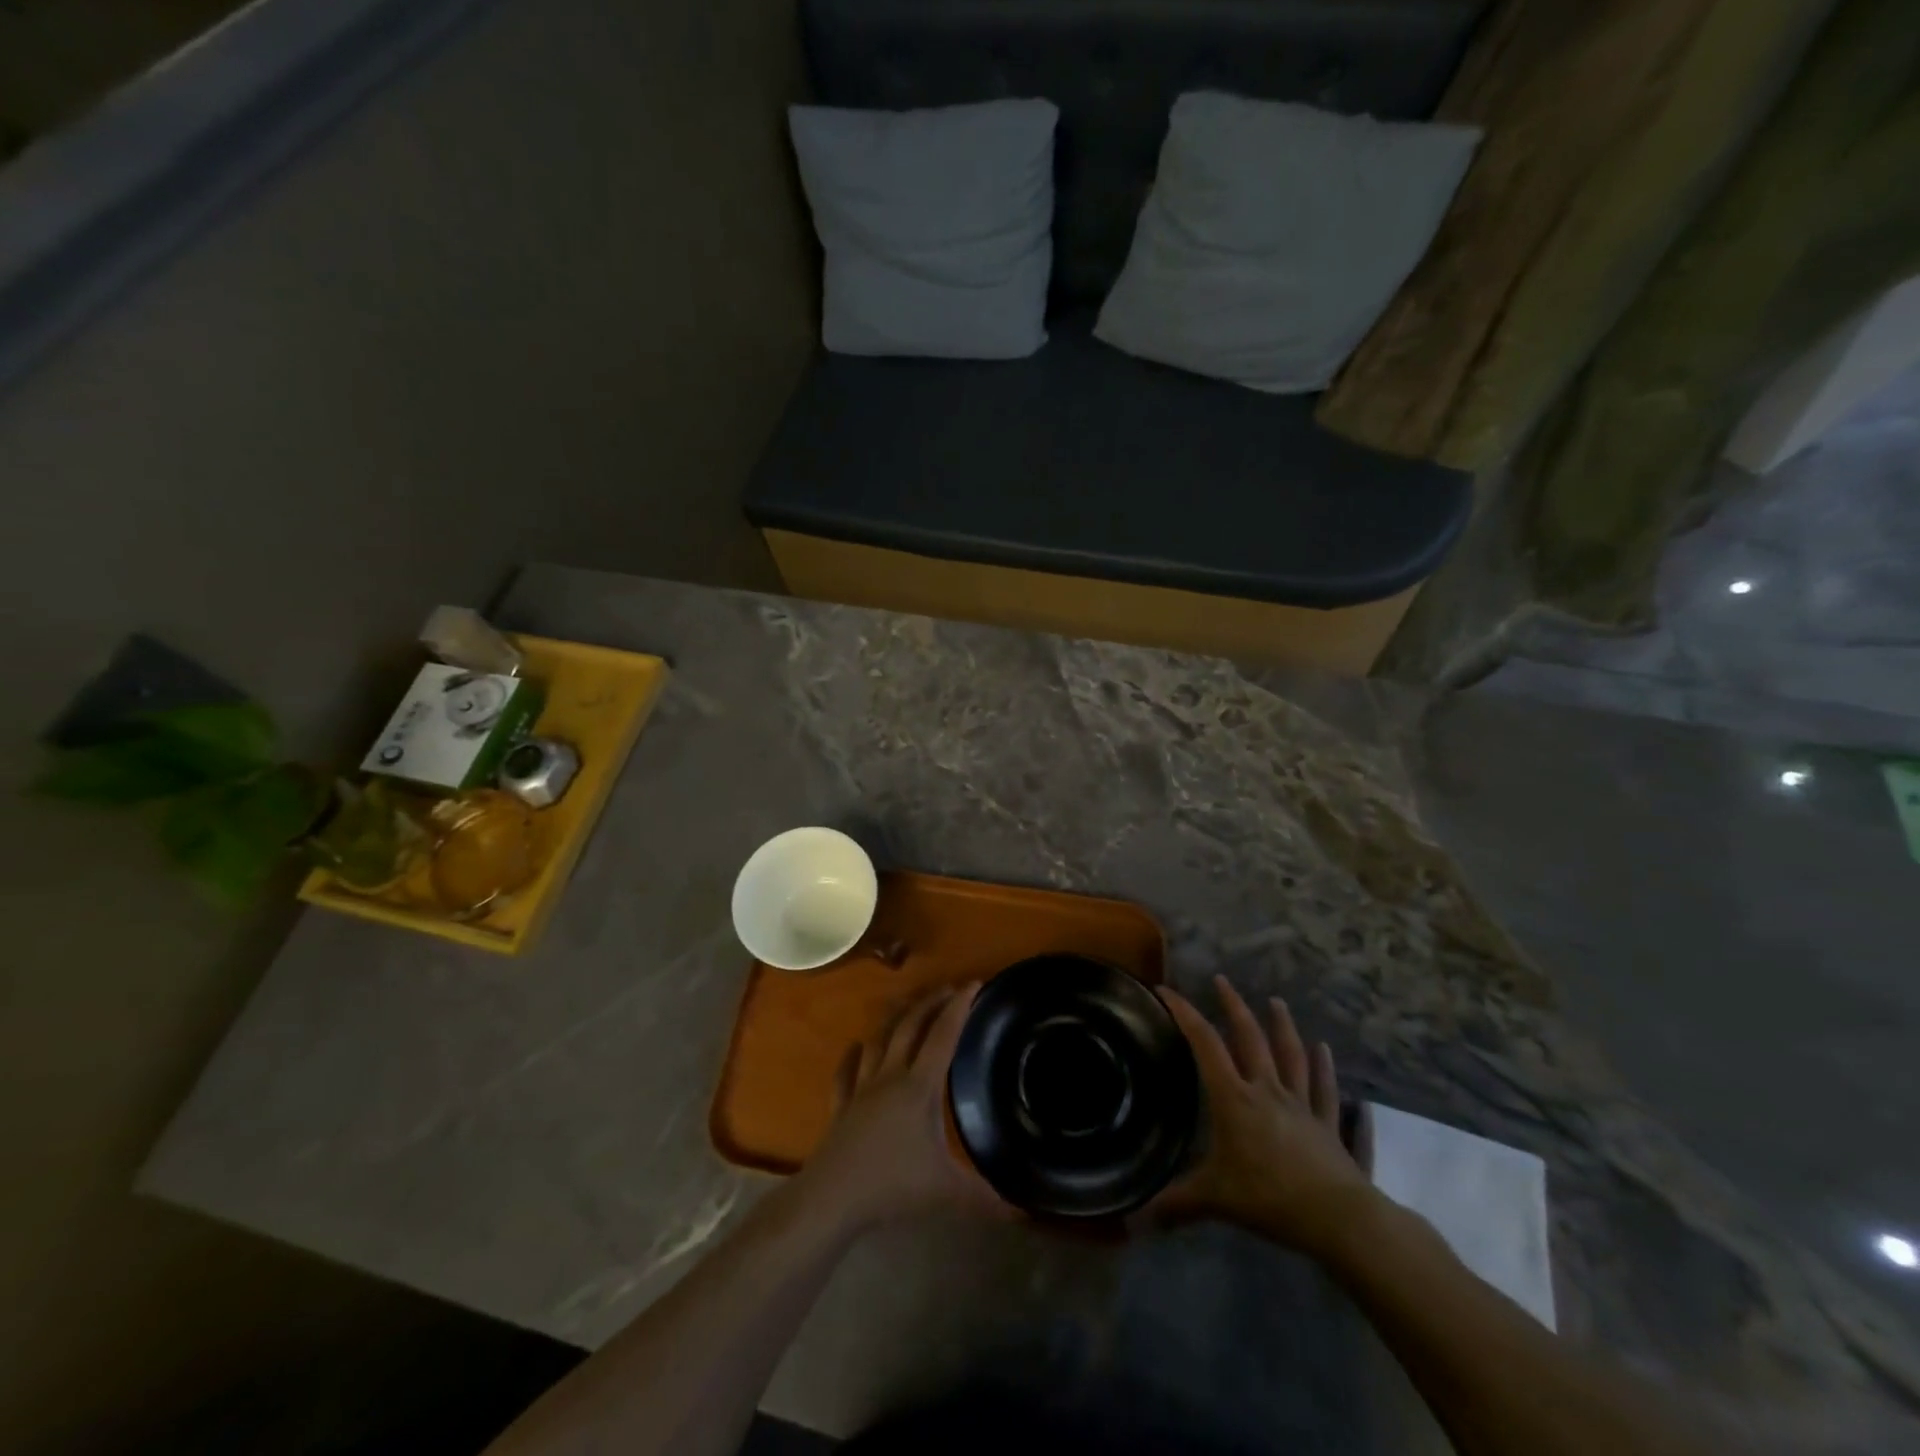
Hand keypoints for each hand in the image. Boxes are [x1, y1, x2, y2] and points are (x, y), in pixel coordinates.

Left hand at [798, 985, 1002, 1230]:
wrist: (833, 1197)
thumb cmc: (892, 1186)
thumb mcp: (946, 1191)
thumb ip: (985, 1197)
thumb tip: (1024, 1211)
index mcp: (919, 1086)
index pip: (944, 1036)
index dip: (960, 1007)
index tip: (974, 984)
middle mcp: (890, 1075)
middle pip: (910, 1026)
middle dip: (930, 1003)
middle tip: (948, 990)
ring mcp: (861, 1087)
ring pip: (878, 1040)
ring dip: (895, 1019)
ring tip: (908, 1007)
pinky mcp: (841, 1104)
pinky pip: (846, 1071)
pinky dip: (853, 1055)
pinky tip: (856, 1047)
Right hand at [1148, 975, 1375, 1255]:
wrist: (1339, 1219)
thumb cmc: (1270, 1198)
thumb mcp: (1216, 1199)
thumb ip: (1176, 1204)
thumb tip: (1133, 1222)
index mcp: (1235, 1099)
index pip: (1205, 1045)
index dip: (1185, 1014)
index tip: (1167, 990)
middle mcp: (1267, 1090)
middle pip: (1249, 1038)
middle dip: (1233, 1006)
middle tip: (1222, 980)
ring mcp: (1302, 1105)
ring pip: (1291, 1056)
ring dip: (1282, 1026)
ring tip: (1277, 1002)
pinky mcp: (1328, 1125)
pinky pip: (1327, 1091)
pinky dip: (1326, 1070)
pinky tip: (1327, 1051)